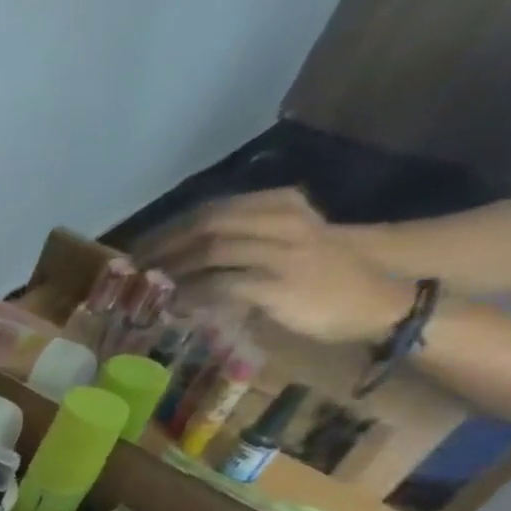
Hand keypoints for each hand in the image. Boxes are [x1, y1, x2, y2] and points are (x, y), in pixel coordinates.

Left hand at [141, 188, 414, 343]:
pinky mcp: (279, 284)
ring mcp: (282, 251)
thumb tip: (174, 262)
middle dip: (163, 246)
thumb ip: (235, 246)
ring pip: (211, 251)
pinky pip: (222, 285)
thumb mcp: (280, 245)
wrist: (377, 298)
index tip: (138, 249)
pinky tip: (173, 306)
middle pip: (206, 224)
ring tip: (147, 288)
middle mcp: (281, 220)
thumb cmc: (320, 276)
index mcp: (279, 204)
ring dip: (172, 270)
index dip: (168, 229)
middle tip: (133, 268)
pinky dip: (190, 295)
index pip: (210, 209)